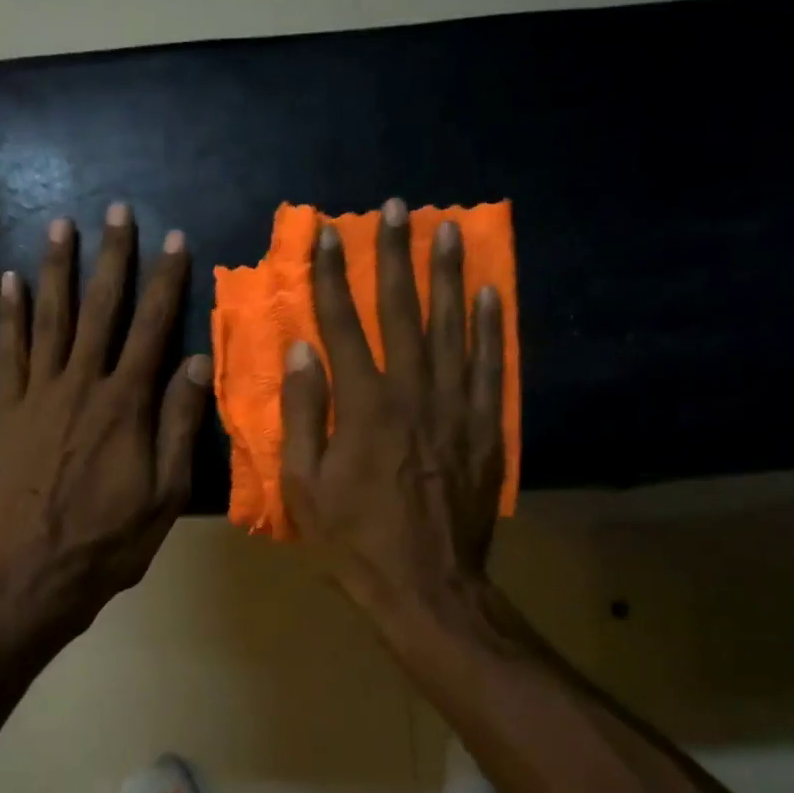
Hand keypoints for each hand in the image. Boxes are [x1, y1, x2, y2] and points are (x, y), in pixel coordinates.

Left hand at [0, 204, 210, 631]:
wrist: (35, 573)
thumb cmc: (110, 540)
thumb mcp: (165, 492)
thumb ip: (179, 424)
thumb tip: (196, 362)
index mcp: (126, 405)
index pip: (152, 329)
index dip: (165, 282)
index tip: (174, 240)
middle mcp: (81, 386)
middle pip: (100, 310)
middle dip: (110, 257)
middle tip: (115, 210)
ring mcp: (38, 396)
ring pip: (50, 319)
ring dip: (57, 269)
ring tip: (61, 225)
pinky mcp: (8, 413)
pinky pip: (8, 353)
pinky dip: (8, 315)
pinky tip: (9, 281)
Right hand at [280, 198, 505, 615]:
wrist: (426, 583)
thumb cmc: (354, 539)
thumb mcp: (305, 485)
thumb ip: (305, 413)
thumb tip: (301, 350)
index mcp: (363, 405)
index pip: (343, 325)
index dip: (333, 276)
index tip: (327, 234)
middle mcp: (412, 392)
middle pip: (402, 312)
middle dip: (394, 256)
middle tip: (395, 208)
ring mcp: (455, 407)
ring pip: (452, 327)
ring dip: (446, 276)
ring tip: (445, 230)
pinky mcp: (486, 427)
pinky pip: (492, 366)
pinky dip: (491, 327)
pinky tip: (488, 293)